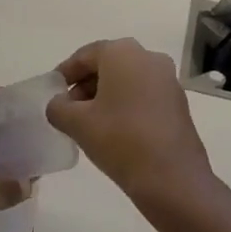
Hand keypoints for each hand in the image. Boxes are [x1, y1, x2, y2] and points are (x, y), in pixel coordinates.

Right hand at [46, 39, 212, 197]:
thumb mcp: (76, 123)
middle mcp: (149, 57)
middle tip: (68, 109)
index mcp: (123, 53)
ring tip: (88, 123)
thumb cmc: (120, 140)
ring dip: (105, 96)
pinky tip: (114, 130)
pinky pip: (143, 94)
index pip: (85, 55)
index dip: (65, 72)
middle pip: (108, 65)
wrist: (172, 178)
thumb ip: (58, 107)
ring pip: (127, 80)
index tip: (52, 92)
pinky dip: (125, 104)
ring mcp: (168, 80)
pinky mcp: (178, 103)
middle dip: (85, 85)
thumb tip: (59, 104)